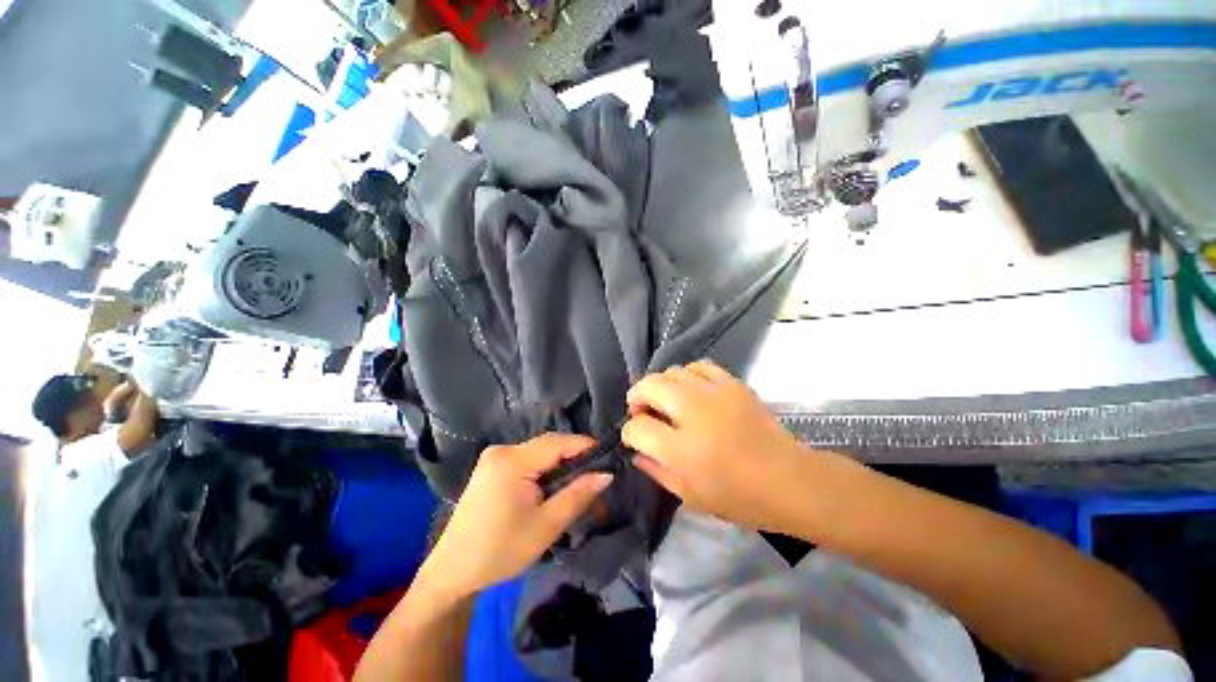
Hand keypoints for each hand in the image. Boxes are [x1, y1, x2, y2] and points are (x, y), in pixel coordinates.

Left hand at [421, 434, 613, 598]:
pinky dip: (544, 473)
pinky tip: (553, 490)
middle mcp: (502, 451)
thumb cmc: (499, 551)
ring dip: (560, 468)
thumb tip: (606, 474)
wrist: (451, 573)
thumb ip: (578, 495)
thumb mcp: (546, 525)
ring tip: (579, 487)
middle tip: (596, 479)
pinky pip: (527, 462)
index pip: (557, 442)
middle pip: (548, 447)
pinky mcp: (492, 469)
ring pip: (539, 454)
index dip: (584, 447)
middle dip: (574, 460)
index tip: (608, 458)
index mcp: (512, 460)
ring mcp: (494, 459)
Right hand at [622, 360, 818, 529]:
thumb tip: (636, 451)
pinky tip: (691, 389)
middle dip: (637, 397)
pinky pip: (699, 366)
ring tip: (666, 400)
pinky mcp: (732, 383)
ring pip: (670, 372)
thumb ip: (655, 470)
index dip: (630, 431)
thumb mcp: (689, 496)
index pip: (637, 427)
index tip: (634, 436)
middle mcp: (692, 412)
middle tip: (642, 411)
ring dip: (660, 385)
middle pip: (648, 387)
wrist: (788, 480)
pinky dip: (687, 375)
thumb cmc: (738, 497)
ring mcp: (714, 393)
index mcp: (680, 449)